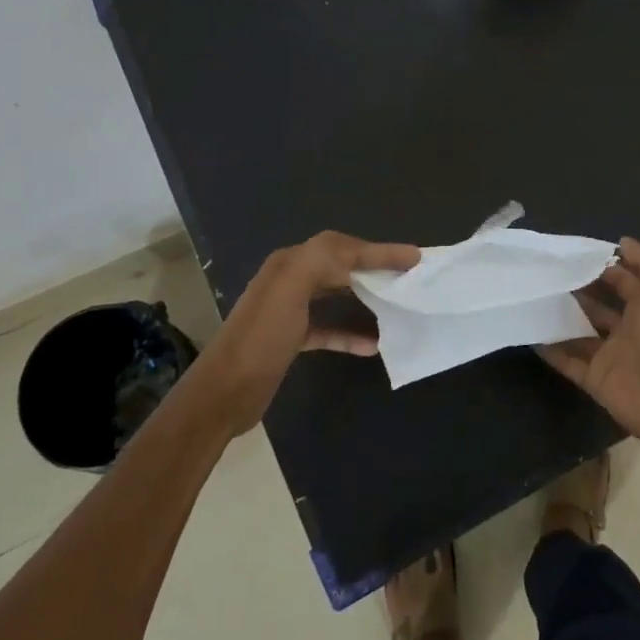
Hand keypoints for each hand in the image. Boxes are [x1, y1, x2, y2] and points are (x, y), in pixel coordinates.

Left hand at [190, 231, 418, 436]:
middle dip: (375, 267)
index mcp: (290, 264)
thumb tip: (359, 253)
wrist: (224, 393)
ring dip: (367, 297)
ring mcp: (290, 311)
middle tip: (410, 276)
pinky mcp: (291, 339)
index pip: (342, 246)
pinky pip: (329, 328)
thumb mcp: (289, 290)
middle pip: (341, 265)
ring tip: (397, 304)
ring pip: (337, 295)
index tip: (415, 257)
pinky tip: (372, 344)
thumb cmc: (261, 338)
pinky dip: (351, 333)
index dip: (379, 249)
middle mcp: (290, 280)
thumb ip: (322, 261)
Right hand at [539, 238, 639, 457]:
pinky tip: (530, 333)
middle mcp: (630, 330)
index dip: (605, 266)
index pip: (625, 281)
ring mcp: (611, 355)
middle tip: (548, 272)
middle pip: (599, 306)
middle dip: (578, 290)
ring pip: (580, 332)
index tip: (575, 254)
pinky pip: (567, 361)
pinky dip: (550, 350)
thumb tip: (623, 241)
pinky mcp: (594, 378)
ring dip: (561, 317)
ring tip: (533, 297)